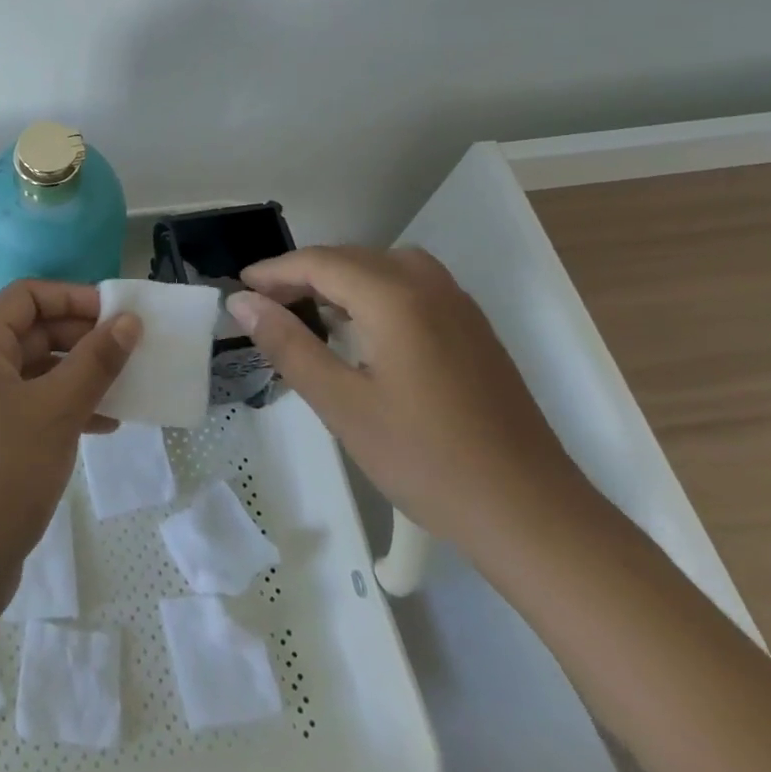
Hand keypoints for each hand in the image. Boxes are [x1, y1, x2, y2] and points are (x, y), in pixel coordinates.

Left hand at [0, 280, 140, 625]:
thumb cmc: (0, 473)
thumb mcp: (56, 411)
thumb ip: (95, 362)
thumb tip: (128, 321)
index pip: (27, 296)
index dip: (73, 297)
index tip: (118, 314)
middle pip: (33, 331)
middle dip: (82, 337)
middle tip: (131, 351)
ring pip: (37, 372)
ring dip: (80, 375)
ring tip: (126, 389)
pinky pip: (33, 408)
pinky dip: (66, 409)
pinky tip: (104, 426)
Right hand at [226, 246, 588, 557]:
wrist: (532, 513)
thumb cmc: (427, 460)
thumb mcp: (342, 404)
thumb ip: (288, 345)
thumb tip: (242, 302)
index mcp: (395, 296)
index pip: (319, 262)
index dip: (274, 271)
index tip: (239, 290)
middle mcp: (429, 284)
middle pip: (351, 258)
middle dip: (302, 275)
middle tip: (264, 307)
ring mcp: (458, 304)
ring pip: (382, 268)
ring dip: (338, 281)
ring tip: (307, 314)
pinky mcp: (473, 328)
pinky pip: (410, 286)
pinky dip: (372, 293)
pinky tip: (361, 330)